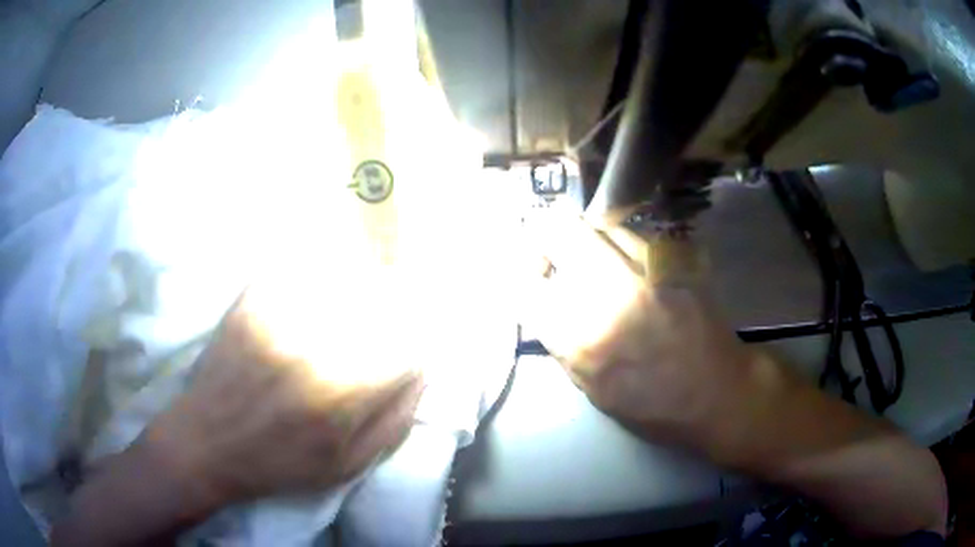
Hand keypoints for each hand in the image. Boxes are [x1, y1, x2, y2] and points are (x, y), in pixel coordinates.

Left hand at [53, 282, 423, 545]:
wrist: (206, 443)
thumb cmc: (279, 464)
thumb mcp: (348, 466)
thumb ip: (395, 420)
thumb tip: (421, 370)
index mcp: (344, 391)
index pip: (410, 342)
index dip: (423, 337)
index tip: (422, 340)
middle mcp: (316, 343)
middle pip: (380, 297)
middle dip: (400, 299)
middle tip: (402, 302)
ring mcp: (280, 314)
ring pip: (342, 271)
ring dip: (365, 273)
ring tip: (370, 278)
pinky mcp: (254, 300)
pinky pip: (297, 264)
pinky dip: (320, 260)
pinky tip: (327, 265)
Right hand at [527, 215, 751, 443]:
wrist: (719, 392)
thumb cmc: (654, 407)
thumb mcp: (592, 389)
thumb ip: (562, 342)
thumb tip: (545, 303)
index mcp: (582, 336)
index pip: (527, 283)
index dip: (522, 277)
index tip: (532, 280)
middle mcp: (609, 291)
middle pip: (556, 230)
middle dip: (543, 238)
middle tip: (552, 255)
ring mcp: (646, 266)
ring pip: (595, 222)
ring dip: (583, 238)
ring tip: (591, 259)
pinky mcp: (674, 257)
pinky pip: (631, 232)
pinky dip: (616, 241)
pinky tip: (626, 263)